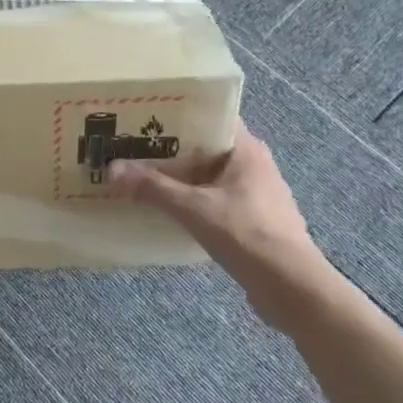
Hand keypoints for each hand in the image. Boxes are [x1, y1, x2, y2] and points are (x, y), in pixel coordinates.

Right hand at [107, 120, 348, 330]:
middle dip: (170, 149)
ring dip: (180, 178)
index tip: (144, 118)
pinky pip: (214, 199)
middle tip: (132, 147)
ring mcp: (256, 194)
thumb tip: (111, 168)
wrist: (292, 288)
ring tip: (141, 176)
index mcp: (247, 150)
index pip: (210, 118)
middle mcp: (254, 165)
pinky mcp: (253, 220)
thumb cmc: (246, 235)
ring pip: (209, 176)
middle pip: (205, 148)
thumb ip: (152, 187)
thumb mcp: (193, 208)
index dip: (178, 115)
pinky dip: (192, 200)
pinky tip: (166, 209)